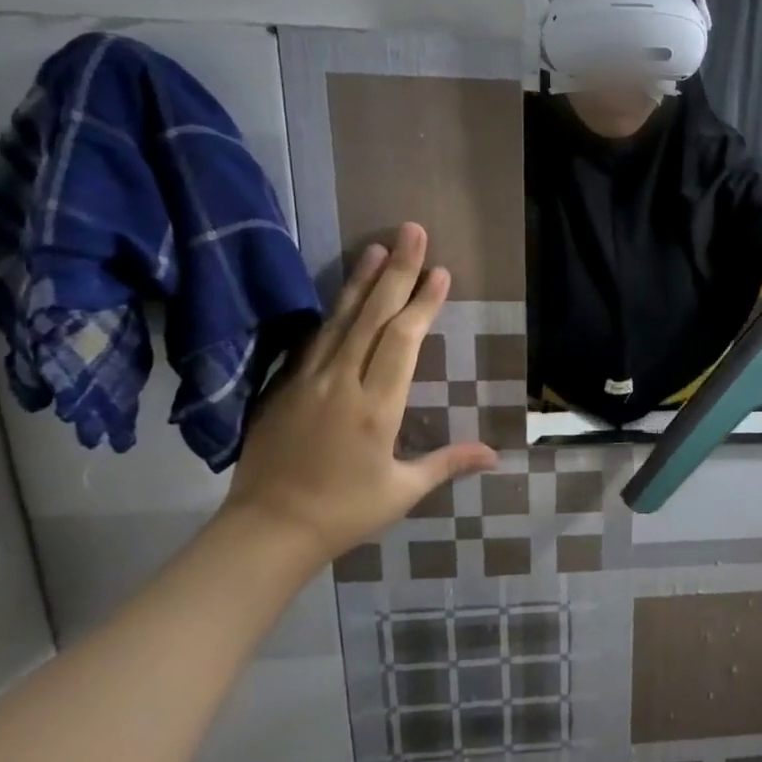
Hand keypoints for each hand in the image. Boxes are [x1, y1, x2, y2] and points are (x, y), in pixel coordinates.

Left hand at [219, 224, 496, 567]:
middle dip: (397, 271)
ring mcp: (308, 381)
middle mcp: (341, 383)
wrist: (266, 530)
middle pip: (372, 316)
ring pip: (339, 320)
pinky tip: (342, 294)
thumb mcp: (402, 491)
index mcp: (376, 407)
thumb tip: (495, 454)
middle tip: (412, 231)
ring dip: (361, 281)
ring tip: (378, 246)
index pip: (402, 340)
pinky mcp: (284, 387)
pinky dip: (332, 310)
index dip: (423, 303)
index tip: (441, 271)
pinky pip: (314, 339)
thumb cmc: (343, 513)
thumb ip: (447, 463)